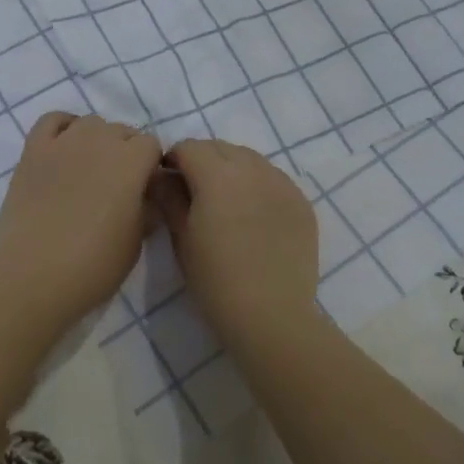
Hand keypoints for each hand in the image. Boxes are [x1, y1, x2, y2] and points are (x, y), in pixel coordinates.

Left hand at [0, 112, 162, 329]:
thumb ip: (146, 209)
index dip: (150, 166)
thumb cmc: (93, 265)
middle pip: (122, 131)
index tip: (145, 189)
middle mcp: (99, 141)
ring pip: (90, 123)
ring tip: (91, 168)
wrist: (33, 275)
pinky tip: (65, 147)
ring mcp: (63, 142)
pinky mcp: (33, 150)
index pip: (151, 145)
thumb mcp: (135, 243)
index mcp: (131, 162)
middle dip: (126, 152)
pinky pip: (52, 120)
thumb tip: (146, 196)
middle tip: (118, 185)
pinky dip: (63, 127)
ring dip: (98, 139)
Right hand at [157, 139, 319, 341]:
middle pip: (219, 148)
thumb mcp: (181, 238)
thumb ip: (169, 198)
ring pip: (249, 159)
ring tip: (226, 200)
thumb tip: (161, 176)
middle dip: (202, 160)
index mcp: (217, 174)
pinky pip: (273, 178)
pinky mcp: (301, 201)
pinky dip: (258, 184)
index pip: (189, 147)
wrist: (271, 315)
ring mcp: (282, 183)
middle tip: (194, 191)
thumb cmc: (215, 280)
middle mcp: (252, 168)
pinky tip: (253, 213)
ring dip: (232, 168)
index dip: (173, 159)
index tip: (168, 181)